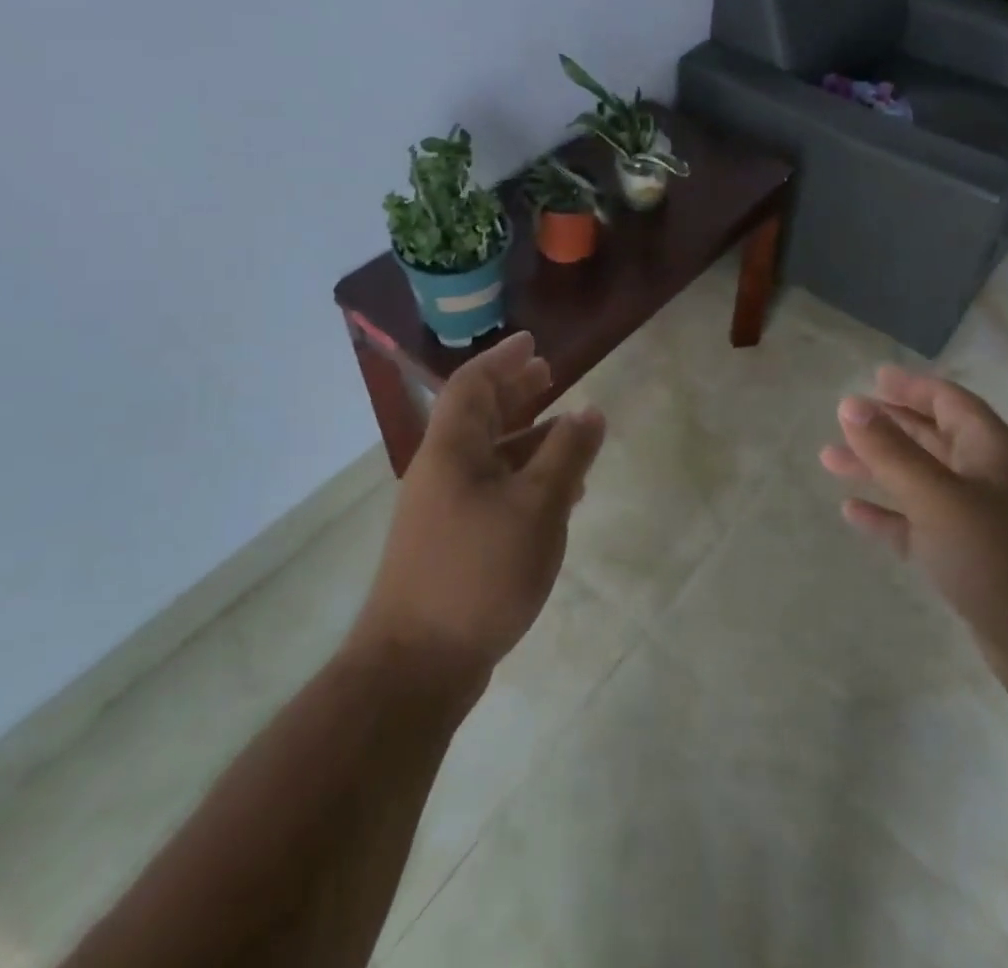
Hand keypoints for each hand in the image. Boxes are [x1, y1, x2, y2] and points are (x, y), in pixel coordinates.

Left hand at [351, 332, 606, 693]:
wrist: (417, 665)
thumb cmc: (479, 571)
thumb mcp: (537, 506)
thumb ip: (566, 454)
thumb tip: (590, 409)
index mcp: (452, 450)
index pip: (473, 385)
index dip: (503, 359)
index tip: (533, 342)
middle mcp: (442, 470)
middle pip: (478, 415)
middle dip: (515, 391)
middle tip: (550, 374)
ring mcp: (444, 509)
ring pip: (489, 455)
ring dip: (527, 436)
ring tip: (567, 431)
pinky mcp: (453, 542)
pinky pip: (492, 489)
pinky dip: (524, 478)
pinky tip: (557, 494)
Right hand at [821, 366, 1007, 718]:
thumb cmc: (1002, 559)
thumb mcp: (938, 498)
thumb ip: (891, 452)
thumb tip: (850, 404)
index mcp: (991, 451)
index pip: (949, 402)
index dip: (912, 387)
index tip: (874, 379)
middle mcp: (988, 479)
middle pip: (931, 439)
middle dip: (887, 428)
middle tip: (843, 420)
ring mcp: (980, 523)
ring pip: (920, 482)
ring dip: (878, 469)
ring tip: (829, 461)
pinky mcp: (970, 562)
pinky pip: (919, 527)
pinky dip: (888, 516)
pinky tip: (853, 512)